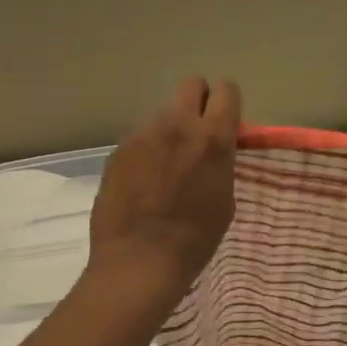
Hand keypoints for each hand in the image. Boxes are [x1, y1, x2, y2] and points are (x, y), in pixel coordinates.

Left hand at [89, 77, 239, 303]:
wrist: (140, 260)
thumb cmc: (196, 238)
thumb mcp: (225, 197)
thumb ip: (221, 161)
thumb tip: (213, 149)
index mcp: (212, 138)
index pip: (226, 91)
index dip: (227, 103)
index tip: (226, 121)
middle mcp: (177, 125)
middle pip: (191, 85)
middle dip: (198, 101)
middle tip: (197, 133)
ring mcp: (143, 135)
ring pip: (162, 114)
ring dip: (170, 130)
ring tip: (166, 166)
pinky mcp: (118, 150)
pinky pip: (140, 138)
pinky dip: (146, 151)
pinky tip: (143, 182)